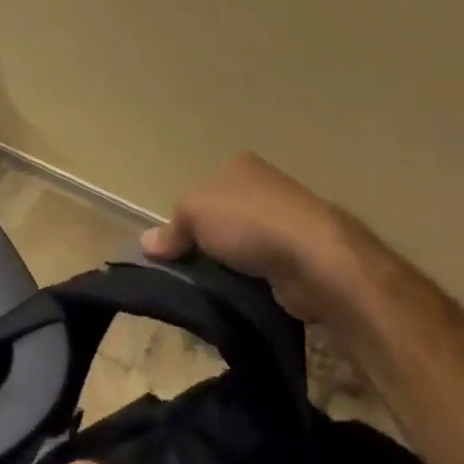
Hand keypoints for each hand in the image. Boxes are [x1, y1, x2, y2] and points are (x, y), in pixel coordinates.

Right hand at [142, 151, 376, 325]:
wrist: (316, 259)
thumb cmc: (250, 222)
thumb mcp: (194, 214)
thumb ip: (170, 229)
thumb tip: (147, 244)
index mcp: (239, 165)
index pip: (202, 190)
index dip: (186, 218)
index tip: (175, 247)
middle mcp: (264, 186)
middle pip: (222, 218)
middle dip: (207, 245)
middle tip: (188, 272)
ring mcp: (286, 220)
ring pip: (242, 246)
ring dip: (229, 267)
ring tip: (211, 290)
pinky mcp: (300, 255)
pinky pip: (263, 269)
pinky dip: (251, 283)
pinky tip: (239, 297)